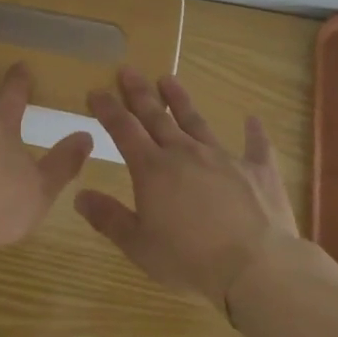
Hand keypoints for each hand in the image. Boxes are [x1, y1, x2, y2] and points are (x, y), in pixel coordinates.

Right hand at [78, 67, 301, 312]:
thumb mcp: (139, 245)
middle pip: (157, 116)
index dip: (108, 108)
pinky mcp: (258, 171)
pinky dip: (254, 132)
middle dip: (139, 93)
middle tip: (128, 70)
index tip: (96, 90)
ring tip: (168, 78)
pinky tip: (253, 119)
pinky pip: (256, 146)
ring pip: (196, 121)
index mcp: (152, 169)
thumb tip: (79, 195)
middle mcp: (184, 153)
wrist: (256, 266)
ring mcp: (223, 158)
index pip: (123, 129)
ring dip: (180, 100)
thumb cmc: (190, 259)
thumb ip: (108, 218)